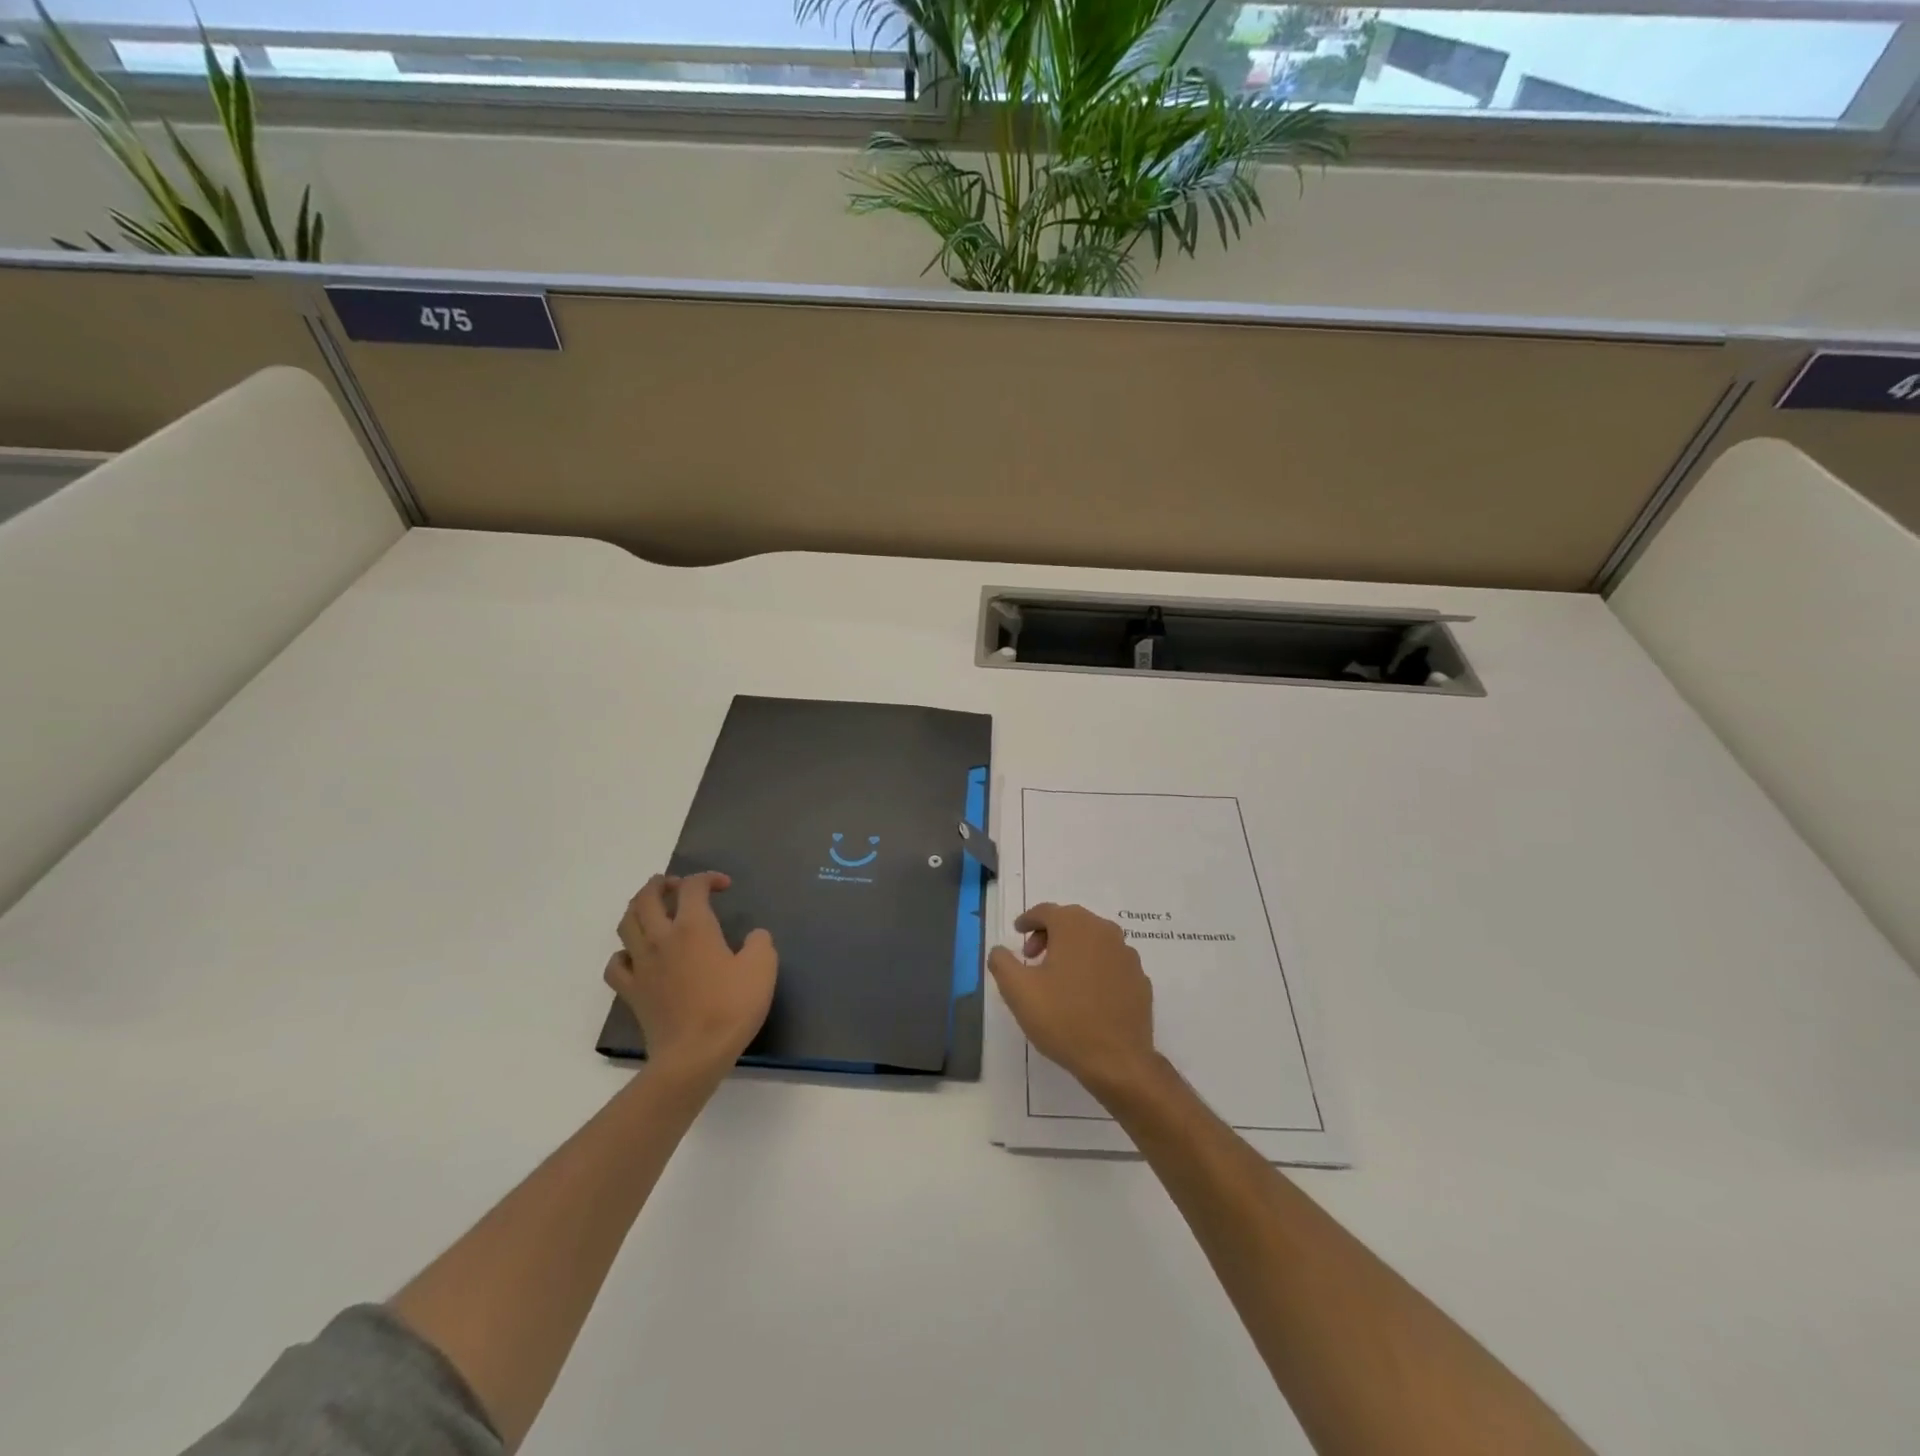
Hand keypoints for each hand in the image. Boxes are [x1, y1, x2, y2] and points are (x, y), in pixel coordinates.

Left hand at [605, 872, 777, 1080]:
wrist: (694, 1055)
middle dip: (660, 884)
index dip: (708, 878)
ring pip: (626, 924)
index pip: (693, 887)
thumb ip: (759, 943)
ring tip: (651, 909)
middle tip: (674, 884)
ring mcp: (641, 965)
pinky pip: (616, 964)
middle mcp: (661, 938)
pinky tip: (636, 955)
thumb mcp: (762, 968)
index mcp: (693, 927)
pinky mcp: (631, 992)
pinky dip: (624, 952)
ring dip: (637, 908)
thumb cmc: (731, 1007)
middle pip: (646, 897)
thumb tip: (753, 937)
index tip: (724, 886)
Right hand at [988, 903, 1159, 1100]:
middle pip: (1071, 921)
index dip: (1028, 920)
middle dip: (1048, 934)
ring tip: (1058, 977)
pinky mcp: (1140, 979)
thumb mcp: (1018, 991)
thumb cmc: (1063, 1019)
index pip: (1046, 911)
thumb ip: (1002, 963)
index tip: (1017, 933)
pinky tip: (1085, 994)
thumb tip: (999, 950)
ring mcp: (1127, 955)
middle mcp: (1104, 931)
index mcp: (1075, 926)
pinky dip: (1094, 967)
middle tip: (1032, 957)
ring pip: (1093, 940)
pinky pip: (1110, 962)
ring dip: (1072, 949)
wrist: (1117, 1060)